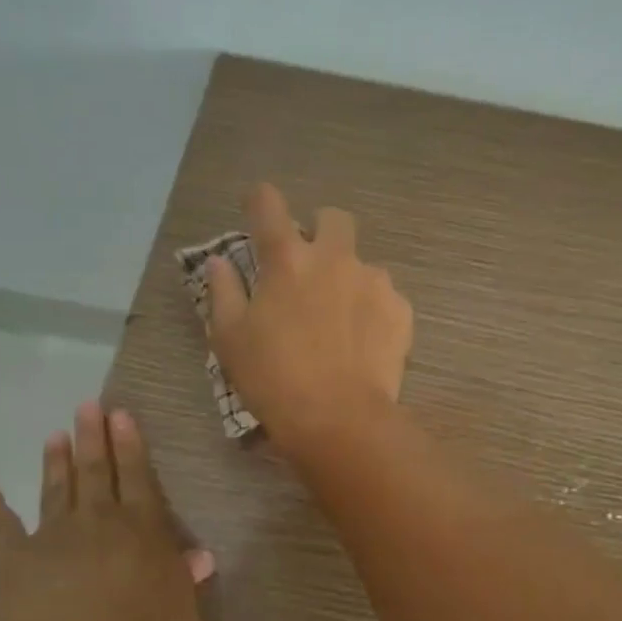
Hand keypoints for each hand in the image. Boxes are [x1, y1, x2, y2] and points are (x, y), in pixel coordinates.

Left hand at [0, 401, 211, 620]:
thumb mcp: (182, 617)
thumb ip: (185, 583)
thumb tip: (200, 557)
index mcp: (143, 530)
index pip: (137, 477)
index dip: (130, 445)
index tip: (120, 415)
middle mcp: (99, 522)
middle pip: (95, 471)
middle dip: (92, 437)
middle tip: (86, 406)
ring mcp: (53, 538)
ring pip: (56, 490)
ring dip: (54, 462)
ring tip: (54, 435)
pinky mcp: (13, 562)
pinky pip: (1, 531)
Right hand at [207, 183, 413, 456]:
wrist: (339, 419)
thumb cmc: (273, 378)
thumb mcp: (230, 339)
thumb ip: (223, 291)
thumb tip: (220, 263)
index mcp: (287, 259)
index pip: (268, 203)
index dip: (260, 201)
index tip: (257, 212)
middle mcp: (334, 257)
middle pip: (333, 218)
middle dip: (321, 231)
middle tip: (309, 266)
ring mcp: (374, 281)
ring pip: (363, 262)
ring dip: (349, 278)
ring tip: (340, 319)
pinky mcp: (400, 309)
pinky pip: (385, 296)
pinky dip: (373, 309)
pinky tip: (363, 341)